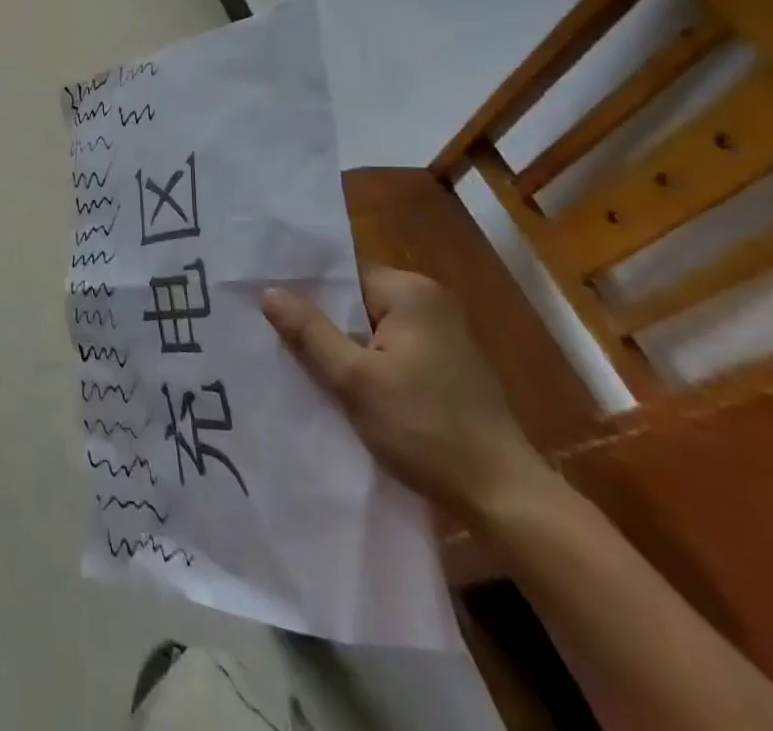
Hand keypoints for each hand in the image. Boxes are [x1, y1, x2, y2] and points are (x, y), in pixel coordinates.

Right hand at [262, 267, 546, 522]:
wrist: (503, 497)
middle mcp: (429, 302)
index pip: (342, 275)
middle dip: (322, 321)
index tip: (269, 309)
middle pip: (355, 300)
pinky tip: (342, 385)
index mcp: (411, 292)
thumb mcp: (355, 381)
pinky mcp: (445, 365)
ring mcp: (442, 334)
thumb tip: (268, 292)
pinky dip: (366, 362)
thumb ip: (310, 333)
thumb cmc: (426, 430)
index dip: (306, 292)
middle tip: (276, 337)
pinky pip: (390, 348)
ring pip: (371, 328)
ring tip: (301, 361)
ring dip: (343, 345)